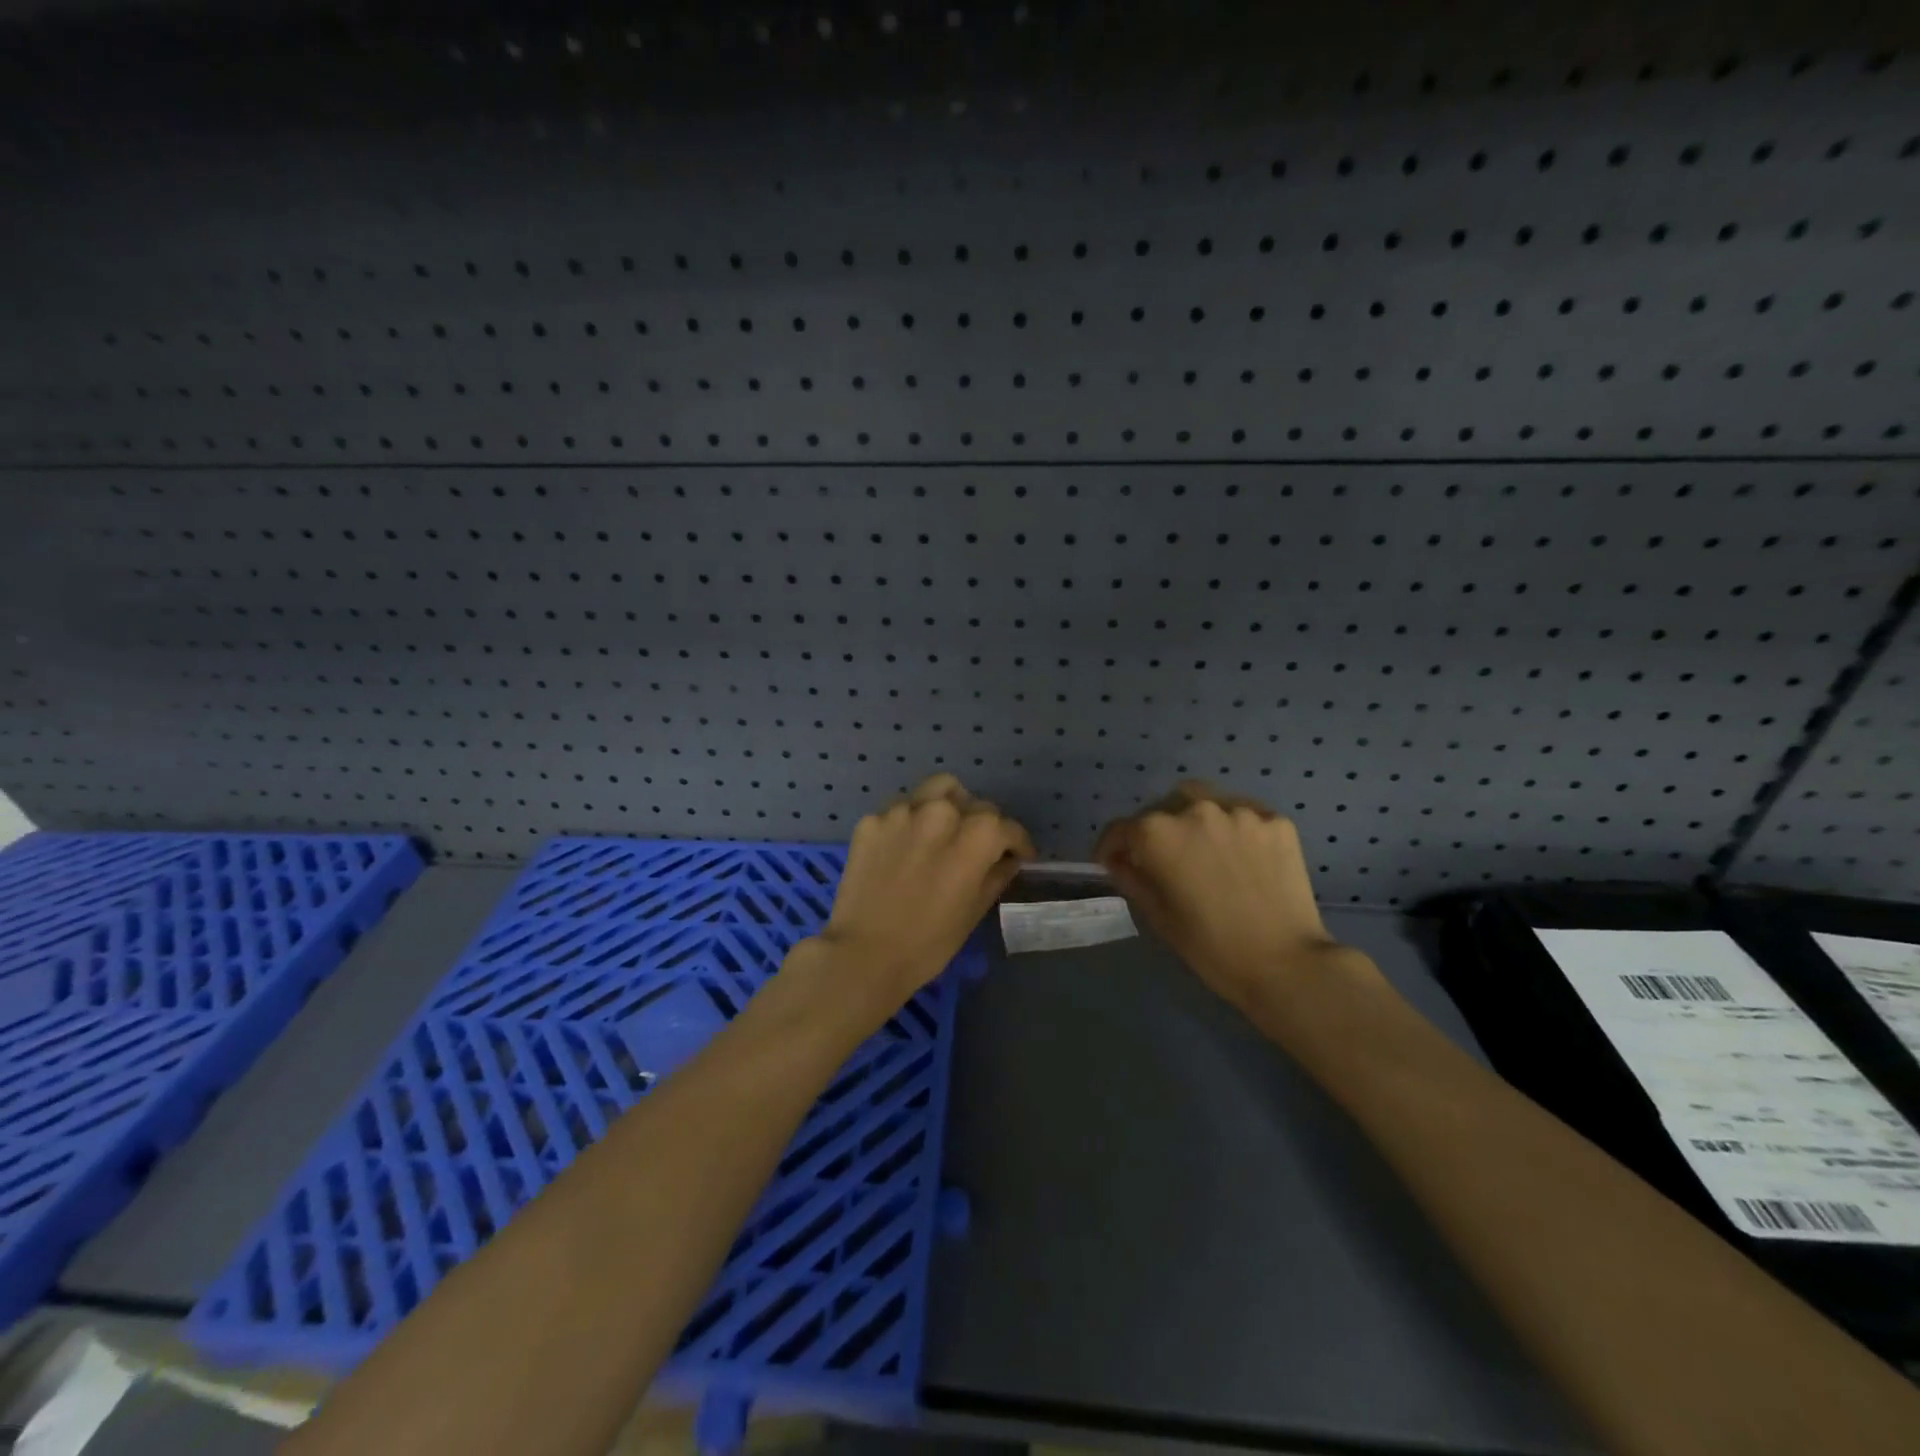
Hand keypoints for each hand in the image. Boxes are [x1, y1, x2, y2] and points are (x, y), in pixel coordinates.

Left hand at [804, 773, 1035, 1008]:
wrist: (863, 954)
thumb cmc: (929, 942)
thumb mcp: (975, 910)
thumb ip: (996, 874)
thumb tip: (1007, 858)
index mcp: (976, 835)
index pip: (1008, 827)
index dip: (1018, 842)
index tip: (1018, 855)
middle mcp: (942, 811)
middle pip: (975, 804)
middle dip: (983, 824)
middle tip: (977, 848)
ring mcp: (902, 811)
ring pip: (937, 790)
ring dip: (949, 806)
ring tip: (944, 831)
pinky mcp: (872, 819)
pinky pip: (902, 809)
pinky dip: (911, 822)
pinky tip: (906, 847)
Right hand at [1096, 781, 1363, 1014]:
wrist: (1286, 964)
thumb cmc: (1211, 947)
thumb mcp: (1159, 916)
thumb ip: (1132, 878)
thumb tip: (1118, 859)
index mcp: (1158, 833)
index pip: (1121, 828)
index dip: (1111, 846)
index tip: (1111, 861)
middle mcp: (1194, 809)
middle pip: (1162, 808)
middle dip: (1154, 829)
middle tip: (1163, 859)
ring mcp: (1239, 811)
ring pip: (1204, 802)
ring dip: (1194, 821)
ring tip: (1204, 850)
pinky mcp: (1274, 820)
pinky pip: (1242, 814)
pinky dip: (1233, 829)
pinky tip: (1241, 856)